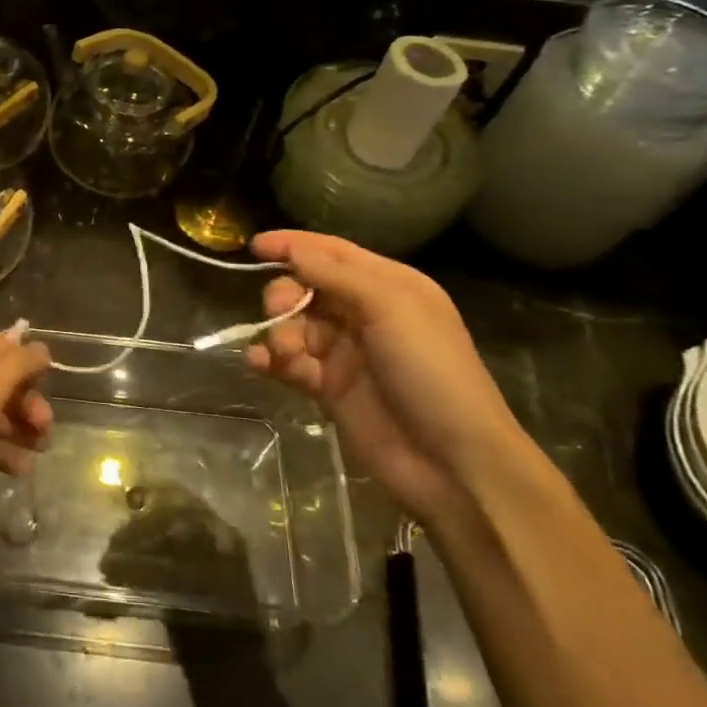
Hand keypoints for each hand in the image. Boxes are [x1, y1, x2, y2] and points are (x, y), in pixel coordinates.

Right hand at [244, 230, 528, 520]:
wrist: (451, 461)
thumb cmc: (431, 371)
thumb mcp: (391, 308)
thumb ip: (336, 275)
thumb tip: (293, 250)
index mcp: (388, 286)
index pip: (332, 253)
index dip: (294, 245)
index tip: (254, 247)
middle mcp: (364, 313)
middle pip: (306, 288)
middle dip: (284, 295)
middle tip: (277, 312)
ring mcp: (345, 352)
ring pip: (293, 326)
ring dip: (279, 334)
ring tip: (284, 354)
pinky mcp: (328, 387)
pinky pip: (289, 363)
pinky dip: (271, 361)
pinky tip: (261, 365)